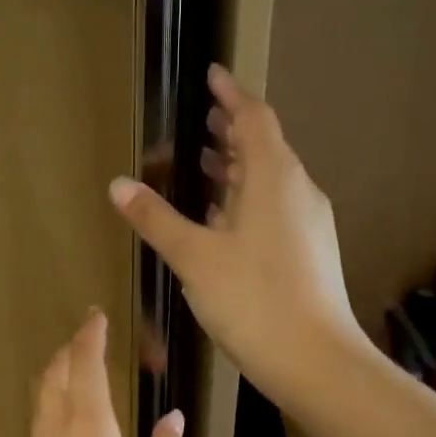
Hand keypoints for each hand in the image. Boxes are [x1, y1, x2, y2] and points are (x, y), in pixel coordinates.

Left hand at [5, 310, 184, 436]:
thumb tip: (172, 418)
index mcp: (89, 432)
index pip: (85, 366)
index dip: (90, 337)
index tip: (97, 315)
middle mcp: (56, 434)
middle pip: (55, 373)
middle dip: (71, 348)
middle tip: (92, 333)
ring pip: (42, 395)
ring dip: (59, 370)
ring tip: (81, 362)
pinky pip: (40, 418)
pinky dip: (53, 397)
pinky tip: (70, 411)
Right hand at [109, 66, 362, 409]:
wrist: (316, 361)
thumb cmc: (253, 299)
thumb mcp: (195, 257)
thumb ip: (157, 218)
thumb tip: (118, 184)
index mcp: (275, 177)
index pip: (253, 118)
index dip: (230, 94)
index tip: (211, 75)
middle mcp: (299, 191)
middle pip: (265, 147)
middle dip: (232, 131)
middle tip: (202, 120)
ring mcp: (309, 223)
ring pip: (270, 181)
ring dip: (239, 168)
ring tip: (206, 164)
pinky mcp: (310, 252)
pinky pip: (276, 209)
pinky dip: (248, 200)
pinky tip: (224, 221)